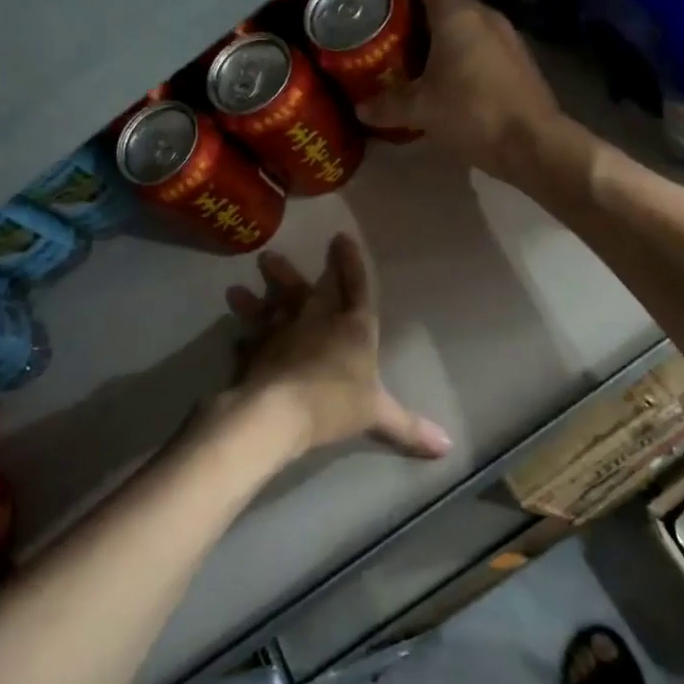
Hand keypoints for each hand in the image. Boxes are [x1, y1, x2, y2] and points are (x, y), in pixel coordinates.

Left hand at [221, 235, 451, 460]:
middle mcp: (316, 320)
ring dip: (257, 297)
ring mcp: (282, 331)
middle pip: (306, 289)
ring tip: (236, 289)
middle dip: (290, 273)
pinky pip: (248, 339)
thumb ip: (409, 428)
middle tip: (269, 255)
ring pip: (270, 306)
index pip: (356, 287)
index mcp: (352, 327)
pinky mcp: (255, 349)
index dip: (350, 262)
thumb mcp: (378, 416)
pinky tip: (235, 337)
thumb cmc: (335, 404)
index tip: (340, 237)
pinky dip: (242, 337)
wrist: (279, 411)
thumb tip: (449, 446)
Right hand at [355, 0, 564, 178]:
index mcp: (457, 15)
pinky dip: (462, 47)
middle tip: (391, 24)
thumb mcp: (421, 110)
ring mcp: (508, 36)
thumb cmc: (472, 113)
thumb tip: (361, 108)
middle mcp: (485, 15)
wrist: (534, 143)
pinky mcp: (520, 59)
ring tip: (416, 49)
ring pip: (468, 21)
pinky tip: (449, 73)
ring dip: (443, 30)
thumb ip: (388, 105)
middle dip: (419, 7)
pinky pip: (483, 41)